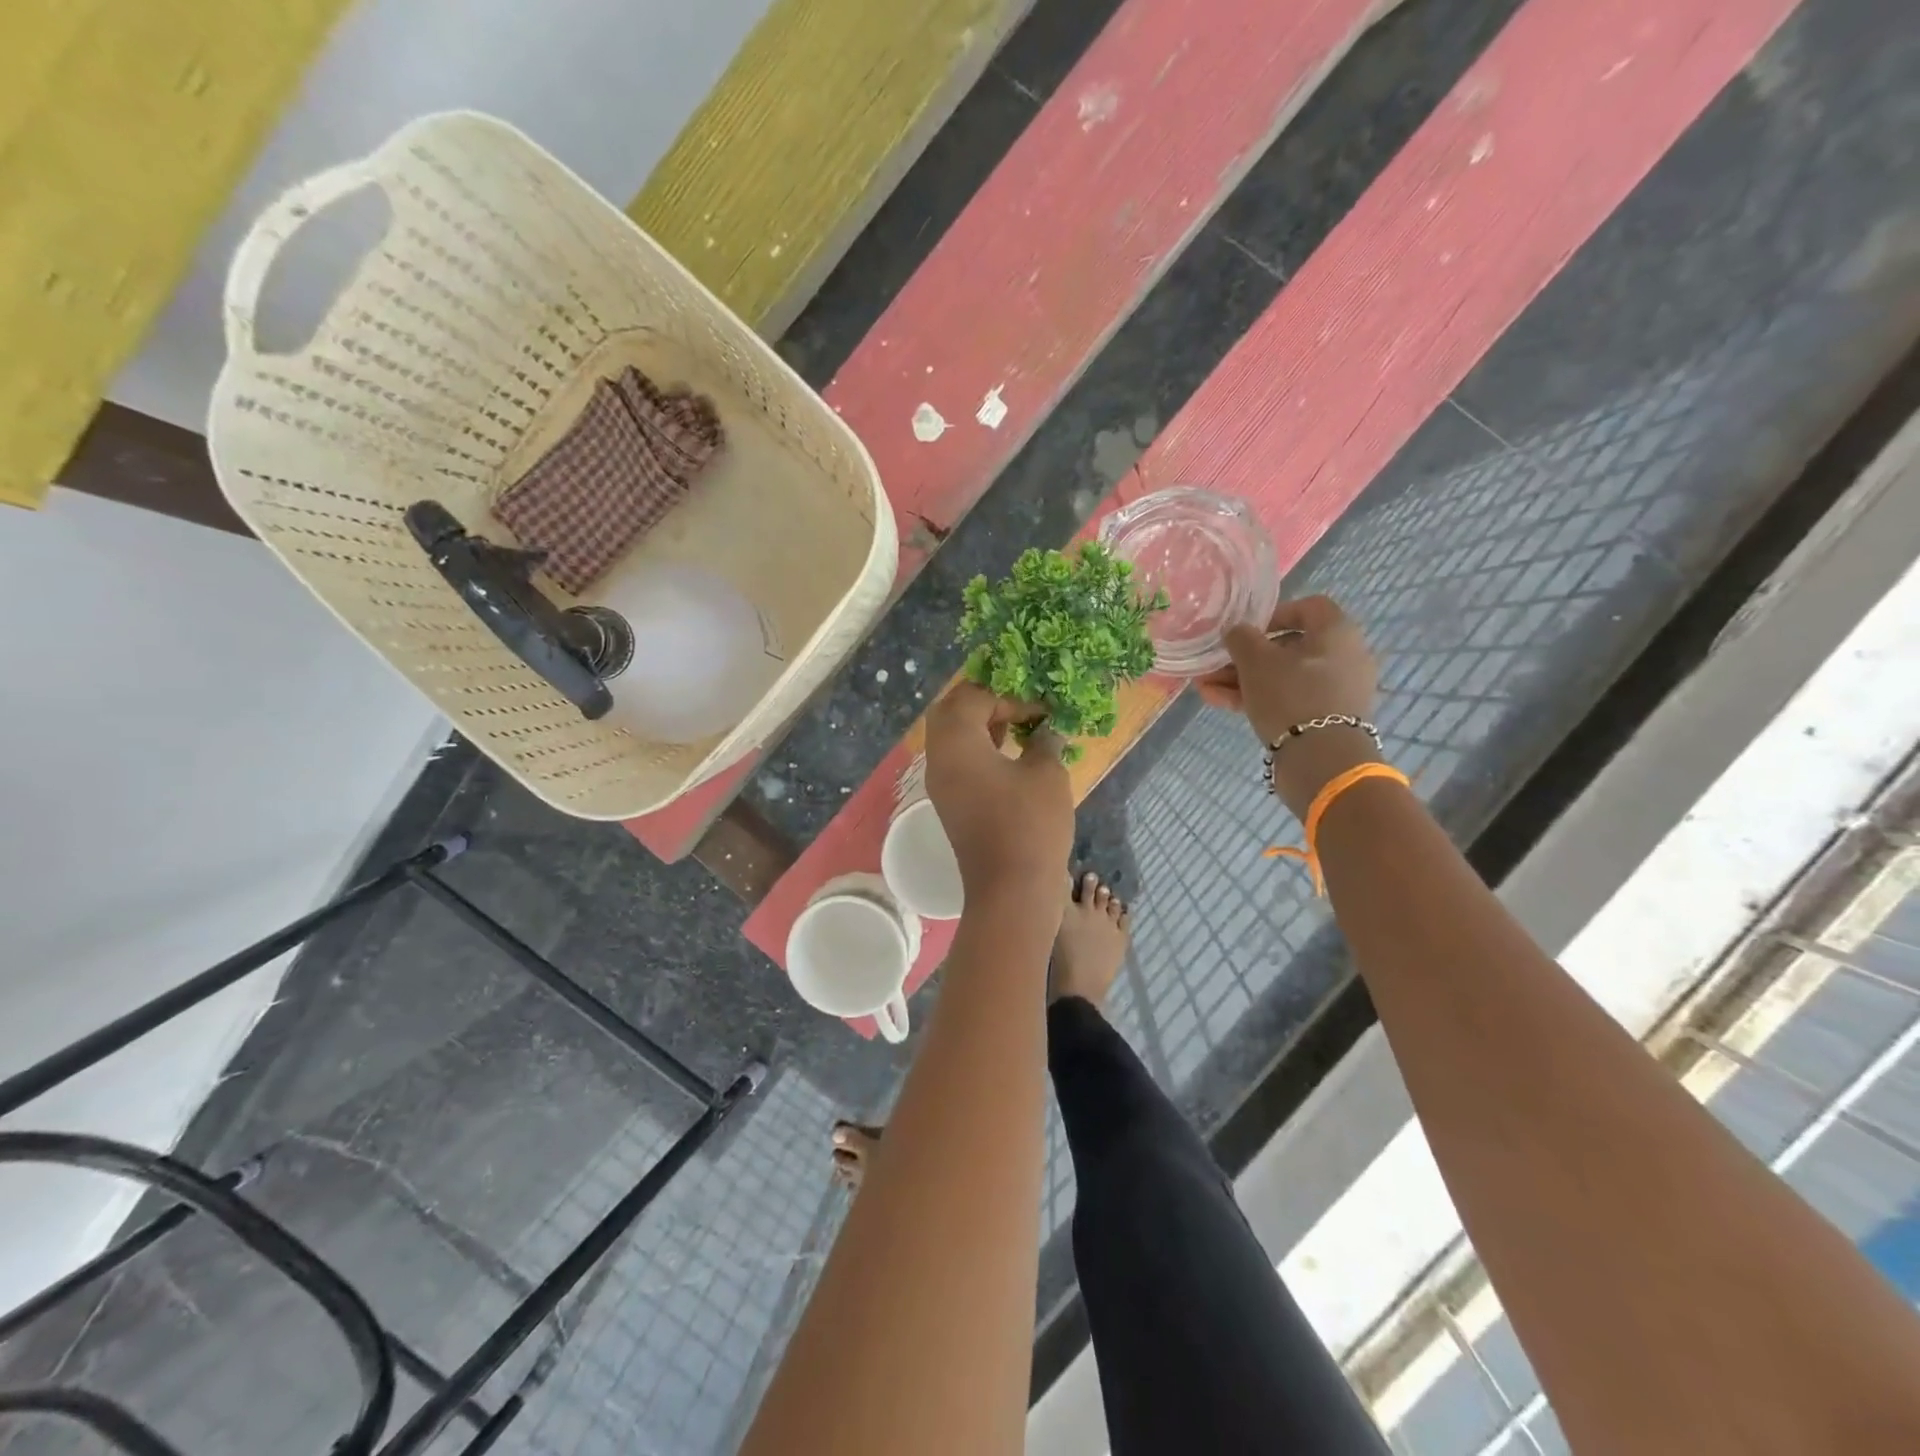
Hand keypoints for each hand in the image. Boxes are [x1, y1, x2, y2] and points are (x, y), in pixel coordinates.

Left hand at [923, 683, 1072, 902]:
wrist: (1011, 891)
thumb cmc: (1030, 825)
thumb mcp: (1046, 773)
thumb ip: (1044, 741)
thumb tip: (1045, 731)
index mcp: (956, 743)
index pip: (973, 697)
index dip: (1009, 696)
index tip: (1041, 709)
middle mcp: (939, 758)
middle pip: (950, 711)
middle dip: (984, 702)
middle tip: (1019, 705)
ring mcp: (941, 784)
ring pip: (952, 737)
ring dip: (981, 725)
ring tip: (1019, 726)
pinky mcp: (950, 804)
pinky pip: (958, 762)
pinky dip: (980, 750)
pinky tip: (1011, 756)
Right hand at [1196, 596, 1380, 814]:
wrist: (1321, 761)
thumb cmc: (1290, 696)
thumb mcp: (1256, 661)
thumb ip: (1241, 638)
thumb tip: (1236, 631)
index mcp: (1337, 632)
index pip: (1308, 607)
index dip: (1274, 614)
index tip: (1246, 631)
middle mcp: (1344, 657)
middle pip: (1289, 647)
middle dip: (1246, 656)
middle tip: (1214, 664)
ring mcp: (1336, 691)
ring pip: (1283, 677)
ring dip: (1243, 679)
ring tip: (1205, 687)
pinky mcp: (1325, 719)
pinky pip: (1289, 699)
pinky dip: (1257, 698)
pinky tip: (1218, 702)